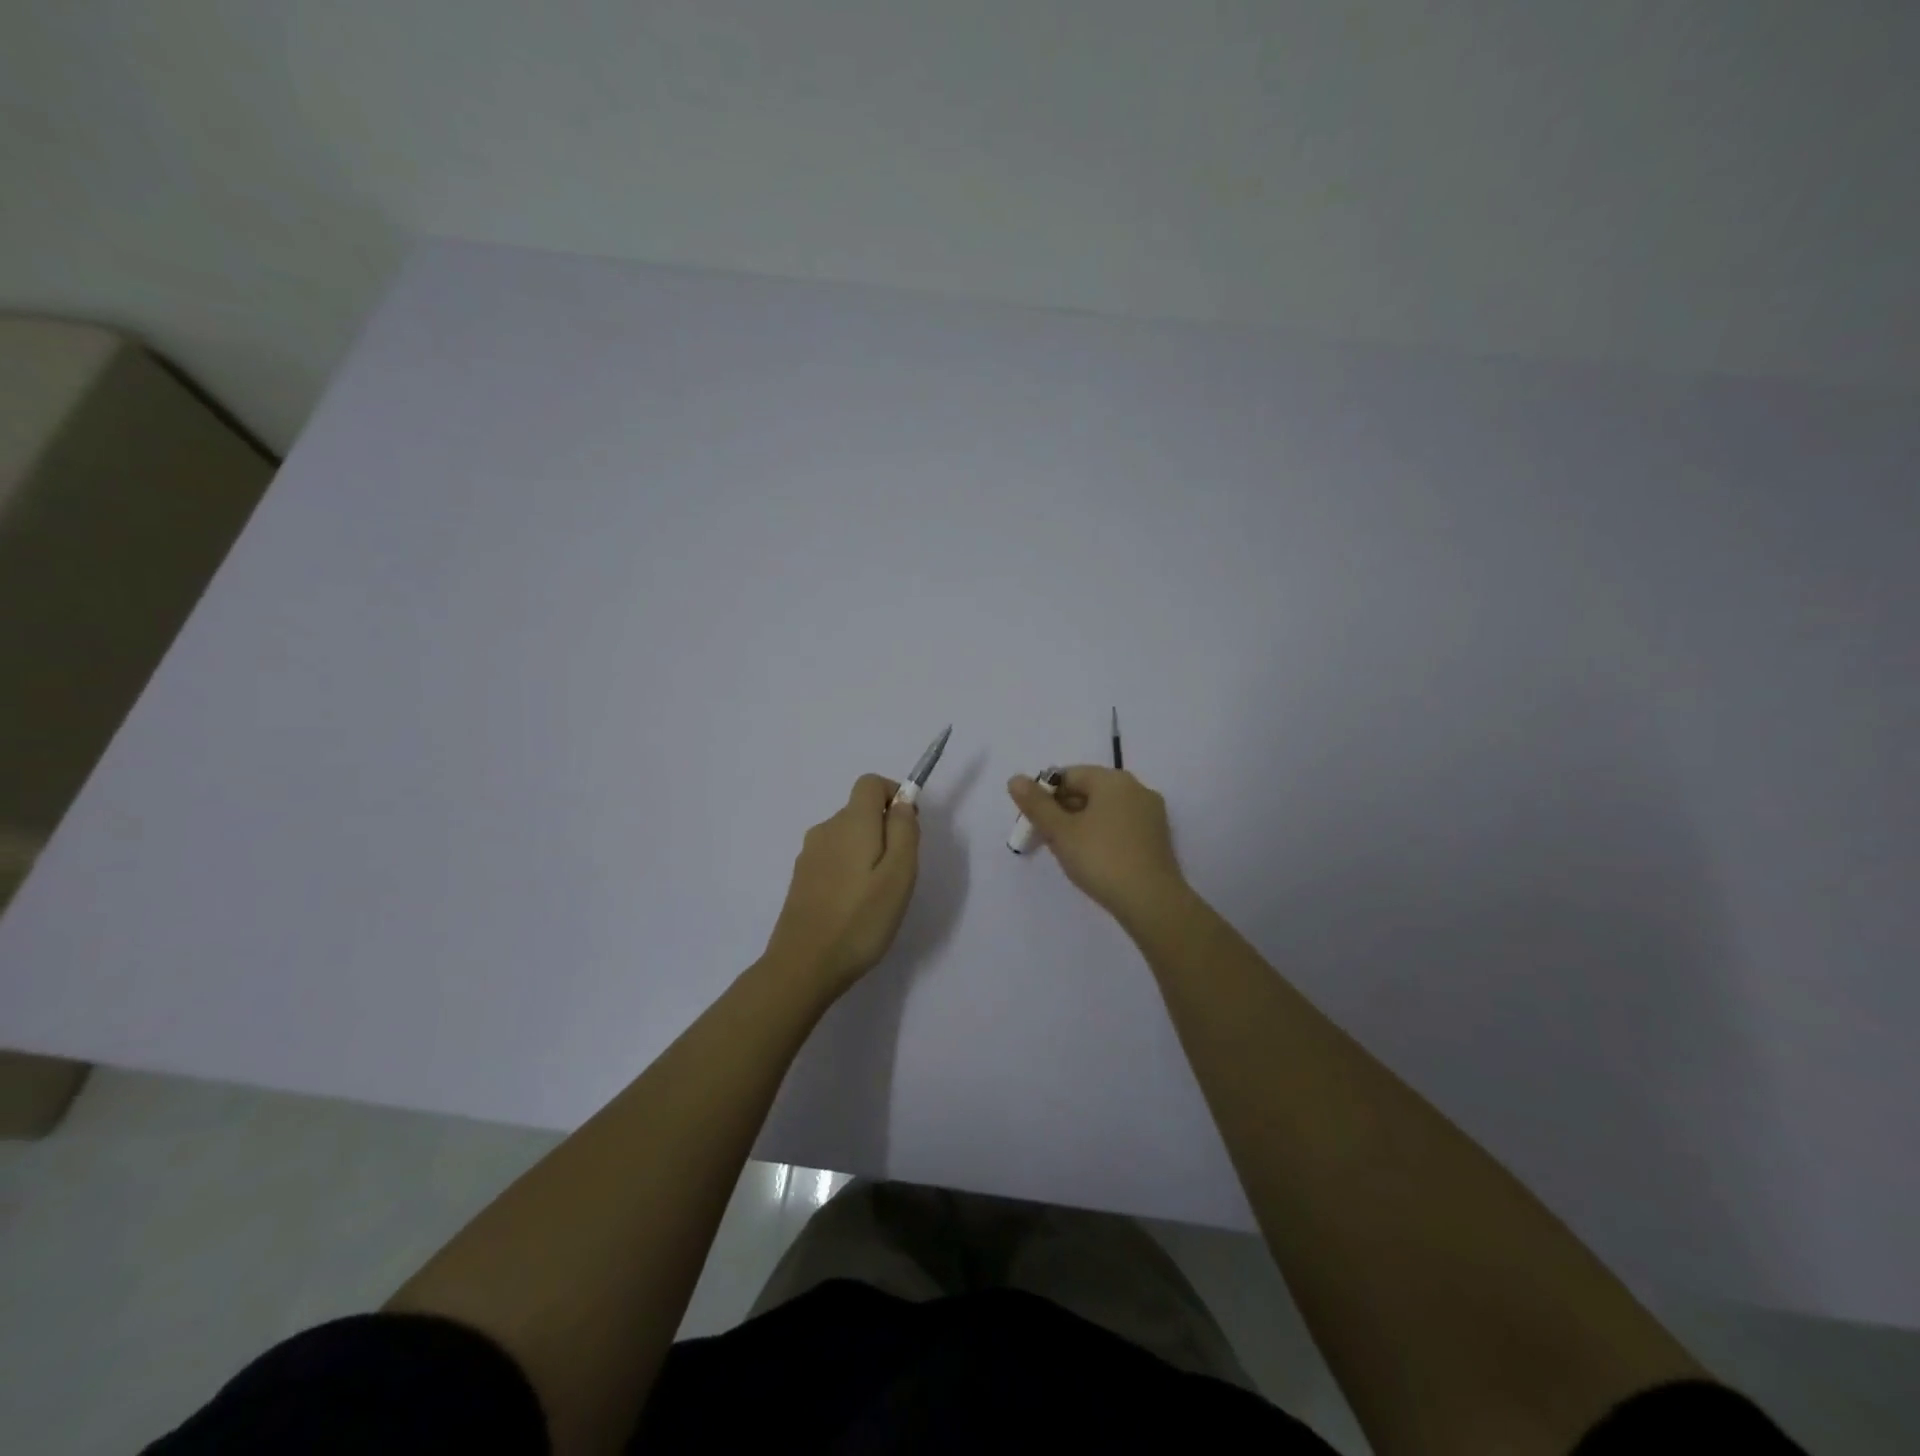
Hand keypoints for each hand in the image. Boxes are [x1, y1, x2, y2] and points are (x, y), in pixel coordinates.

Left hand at [765, 774, 920, 992]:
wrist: (804, 965)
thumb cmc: (861, 919)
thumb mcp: (899, 874)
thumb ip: (904, 831)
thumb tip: (902, 802)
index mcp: (851, 822)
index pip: (870, 783)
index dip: (894, 795)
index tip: (908, 828)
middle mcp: (826, 829)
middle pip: (860, 811)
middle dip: (884, 830)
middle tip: (898, 874)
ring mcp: (809, 854)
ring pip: (847, 836)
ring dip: (867, 853)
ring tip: (877, 896)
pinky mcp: (801, 878)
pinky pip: (833, 858)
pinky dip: (849, 870)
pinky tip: (853, 906)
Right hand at [1006, 766, 1188, 921]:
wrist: (1151, 901)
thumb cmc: (1101, 859)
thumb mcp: (1060, 831)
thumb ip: (1036, 804)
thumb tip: (1015, 779)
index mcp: (1113, 780)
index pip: (1068, 775)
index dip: (1045, 795)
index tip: (1033, 822)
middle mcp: (1136, 788)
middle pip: (1088, 790)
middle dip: (1062, 810)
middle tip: (1045, 839)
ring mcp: (1150, 813)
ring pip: (1104, 810)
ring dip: (1081, 824)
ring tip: (1067, 851)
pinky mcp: (1157, 837)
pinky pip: (1121, 825)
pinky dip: (1102, 834)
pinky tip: (1093, 858)